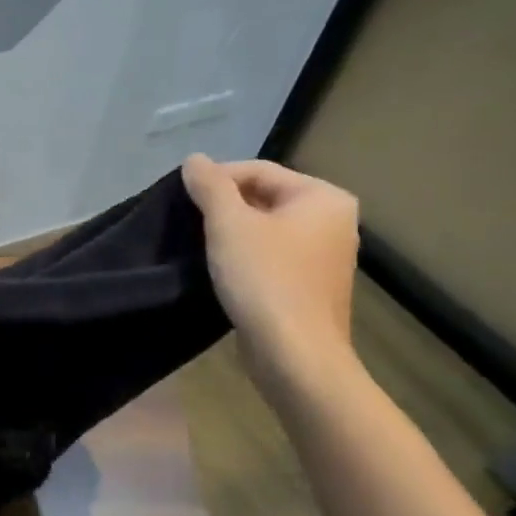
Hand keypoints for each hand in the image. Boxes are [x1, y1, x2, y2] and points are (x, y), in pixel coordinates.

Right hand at [181, 156, 359, 389]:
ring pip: (266, 229)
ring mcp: (325, 256)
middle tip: (188, 223)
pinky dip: (245, 257)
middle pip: (264, 198)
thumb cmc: (265, 281)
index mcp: (323, 197)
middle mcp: (334, 221)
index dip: (216, 180)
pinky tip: (221, 270)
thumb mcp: (229, 225)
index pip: (259, 171)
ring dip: (232, 234)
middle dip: (224, 207)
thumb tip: (195, 160)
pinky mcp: (311, 286)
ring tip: (199, 245)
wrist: (294, 356)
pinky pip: (272, 257)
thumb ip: (210, 186)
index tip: (182, 199)